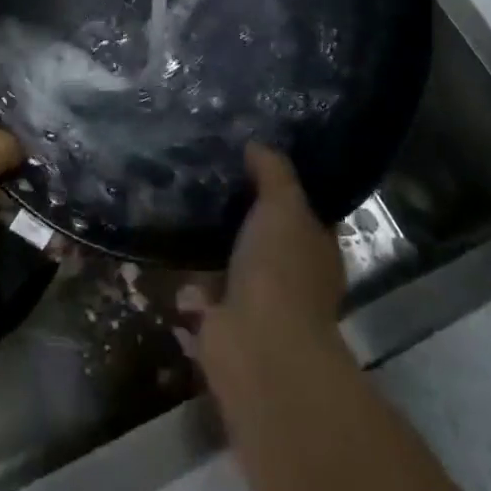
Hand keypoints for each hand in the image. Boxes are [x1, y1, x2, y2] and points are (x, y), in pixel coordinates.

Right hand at [200, 146, 344, 351]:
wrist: (257, 345)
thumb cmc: (282, 268)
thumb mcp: (284, 204)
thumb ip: (273, 172)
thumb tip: (256, 144)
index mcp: (318, 250)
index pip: (305, 209)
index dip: (284, 185)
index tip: (255, 158)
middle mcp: (295, 277)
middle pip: (270, 235)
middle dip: (246, 213)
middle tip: (215, 174)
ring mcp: (260, 303)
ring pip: (237, 261)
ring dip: (218, 244)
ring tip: (188, 202)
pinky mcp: (225, 322)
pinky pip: (207, 288)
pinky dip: (191, 274)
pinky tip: (171, 242)